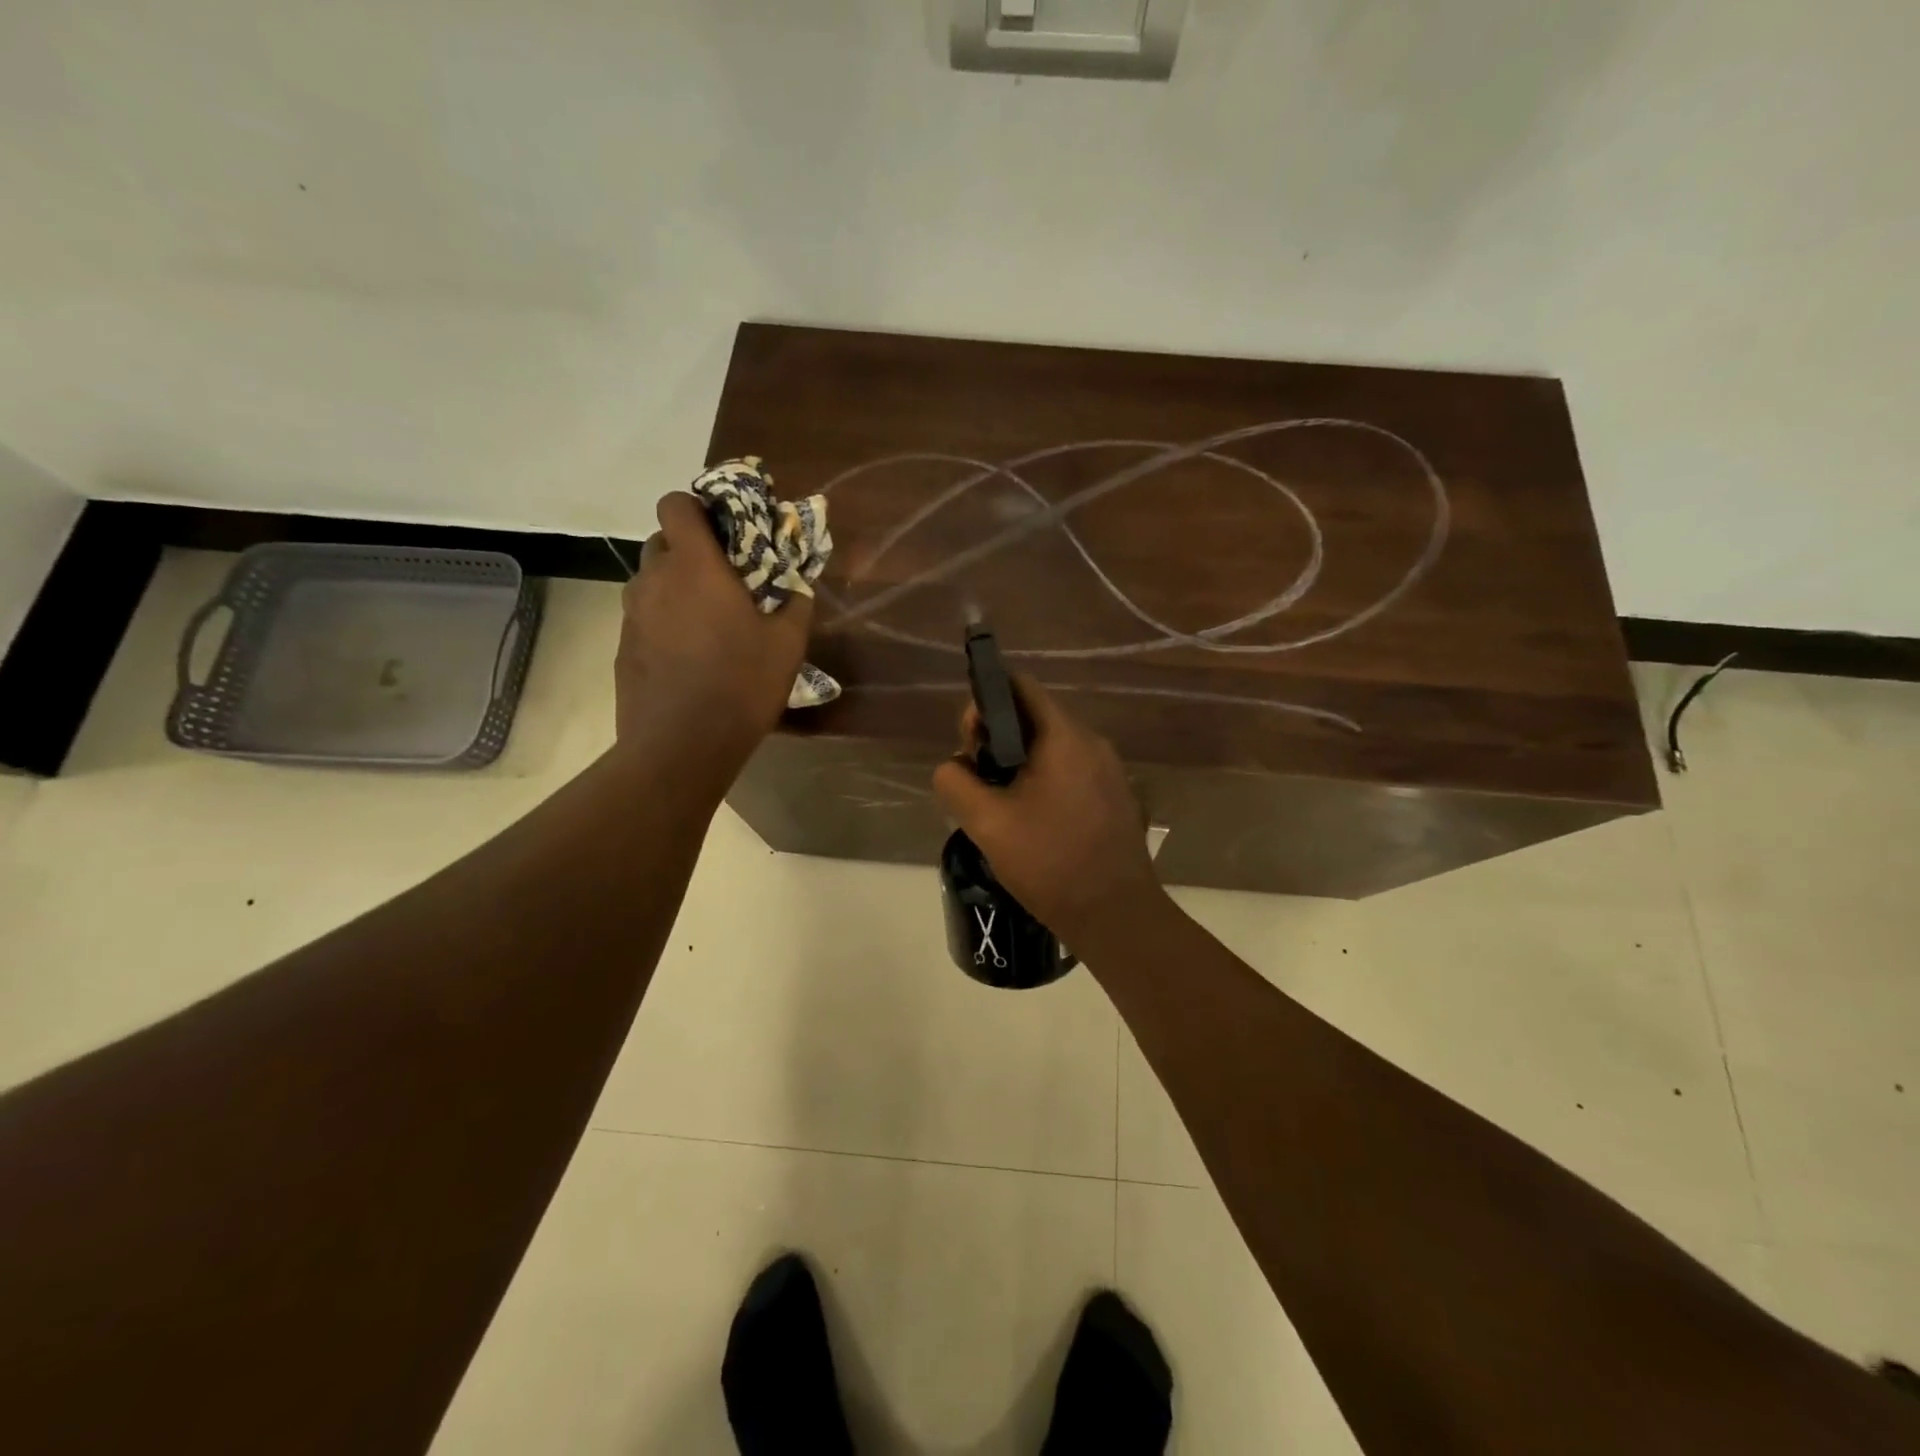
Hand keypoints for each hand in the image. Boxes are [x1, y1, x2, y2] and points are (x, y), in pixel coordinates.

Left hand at [614, 492, 811, 774]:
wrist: (680, 745)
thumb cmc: (740, 685)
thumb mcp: (787, 645)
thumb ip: (796, 604)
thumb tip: (799, 587)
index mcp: (694, 566)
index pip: (676, 504)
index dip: (697, 507)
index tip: (725, 529)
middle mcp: (654, 580)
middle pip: (662, 541)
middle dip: (690, 550)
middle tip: (724, 579)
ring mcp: (631, 615)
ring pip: (650, 581)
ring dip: (675, 587)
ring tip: (707, 621)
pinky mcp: (622, 647)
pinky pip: (644, 617)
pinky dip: (663, 622)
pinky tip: (688, 656)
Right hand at [932, 678, 1164, 948]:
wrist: (1116, 915)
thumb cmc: (1050, 862)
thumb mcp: (987, 823)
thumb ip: (955, 782)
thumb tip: (953, 766)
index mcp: (1064, 736)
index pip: (1019, 686)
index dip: (985, 703)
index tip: (969, 742)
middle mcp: (1092, 742)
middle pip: (1034, 716)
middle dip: (997, 739)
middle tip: (978, 781)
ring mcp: (1109, 770)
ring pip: (1051, 747)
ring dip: (1018, 763)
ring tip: (1000, 805)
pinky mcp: (1114, 796)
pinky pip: (1070, 771)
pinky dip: (1043, 781)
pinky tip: (1031, 821)